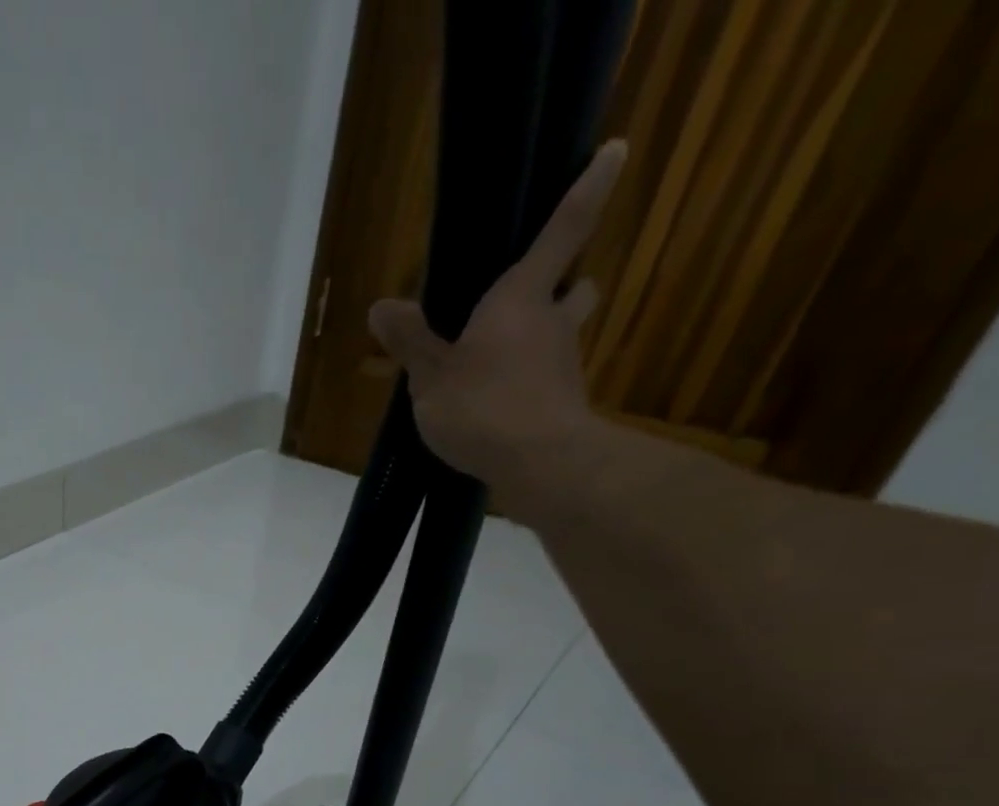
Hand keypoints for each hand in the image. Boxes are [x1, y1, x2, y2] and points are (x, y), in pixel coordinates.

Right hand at [368, 139, 626, 501]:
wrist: (538, 465)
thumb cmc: (483, 406)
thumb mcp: (431, 377)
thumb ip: (410, 341)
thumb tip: (382, 306)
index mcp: (521, 299)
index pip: (564, 230)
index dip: (588, 188)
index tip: (616, 149)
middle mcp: (552, 323)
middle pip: (575, 286)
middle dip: (564, 284)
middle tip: (535, 295)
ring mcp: (563, 365)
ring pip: (563, 335)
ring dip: (544, 338)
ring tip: (501, 362)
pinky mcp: (562, 404)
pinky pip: (547, 380)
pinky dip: (529, 384)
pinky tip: (498, 407)